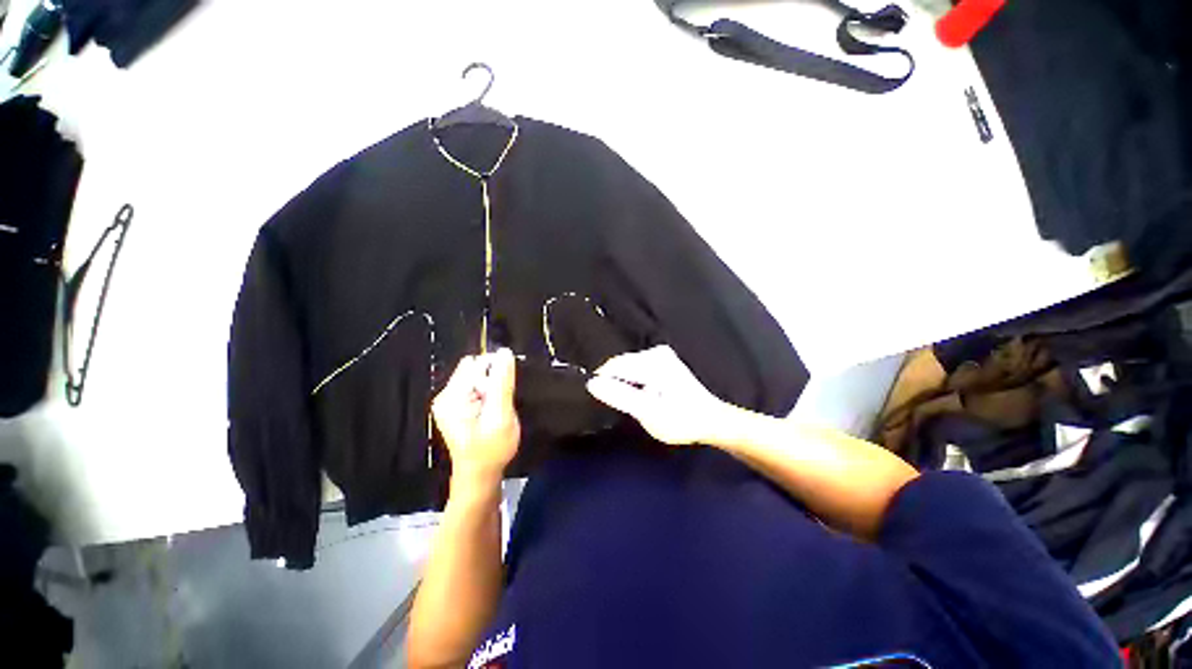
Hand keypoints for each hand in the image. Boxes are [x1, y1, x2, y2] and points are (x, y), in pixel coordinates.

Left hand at [432, 348, 520, 483]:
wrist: (480, 475)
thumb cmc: (491, 449)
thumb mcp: (501, 416)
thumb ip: (502, 383)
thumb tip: (505, 352)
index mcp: (452, 396)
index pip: (476, 363)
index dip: (495, 373)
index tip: (502, 394)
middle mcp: (446, 395)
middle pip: (475, 368)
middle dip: (492, 380)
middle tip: (498, 404)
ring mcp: (450, 401)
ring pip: (478, 377)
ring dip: (491, 388)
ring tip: (495, 411)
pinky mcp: (457, 406)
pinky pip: (476, 387)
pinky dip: (488, 395)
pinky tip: (490, 412)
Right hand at [586, 346, 728, 445]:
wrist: (710, 421)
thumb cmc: (681, 420)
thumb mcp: (648, 412)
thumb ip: (620, 396)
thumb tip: (593, 383)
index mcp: (653, 362)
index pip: (614, 367)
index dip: (604, 383)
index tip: (602, 402)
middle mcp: (656, 352)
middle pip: (621, 365)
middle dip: (616, 385)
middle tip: (624, 407)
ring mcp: (660, 355)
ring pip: (628, 368)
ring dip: (625, 385)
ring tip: (634, 404)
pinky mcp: (662, 361)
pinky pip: (637, 369)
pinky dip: (634, 383)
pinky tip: (643, 396)